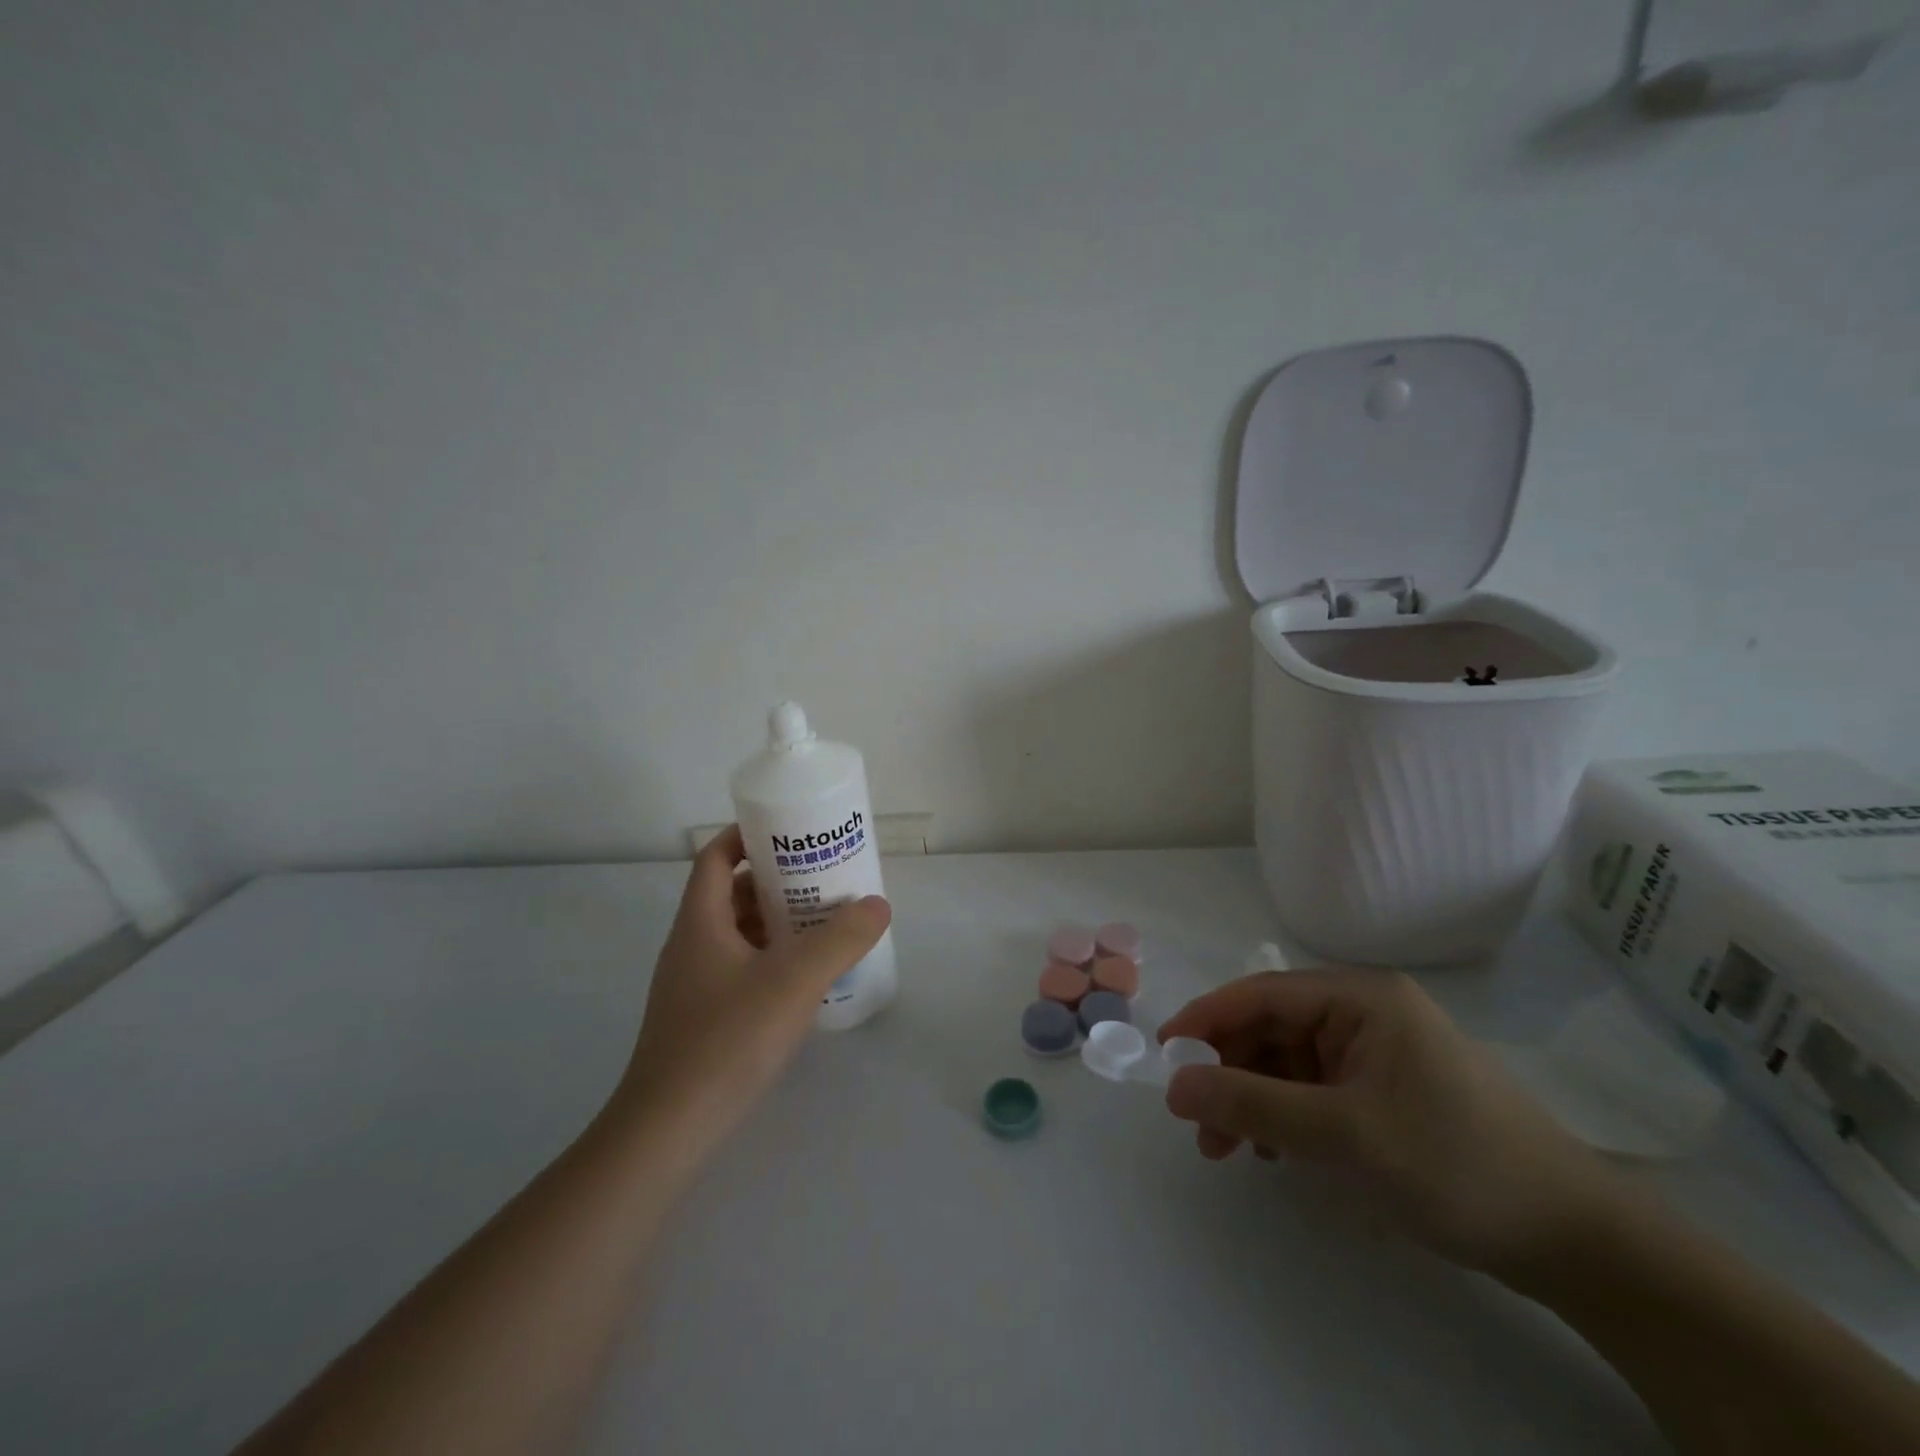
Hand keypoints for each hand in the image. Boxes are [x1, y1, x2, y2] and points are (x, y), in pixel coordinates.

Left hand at [611, 825, 890, 1165]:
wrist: (667, 1131)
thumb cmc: (727, 1040)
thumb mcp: (794, 981)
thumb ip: (841, 939)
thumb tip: (877, 904)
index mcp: (700, 922)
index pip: (715, 858)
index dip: (747, 836)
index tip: (790, 834)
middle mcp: (691, 946)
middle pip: (731, 894)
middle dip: (777, 882)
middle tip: (824, 880)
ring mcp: (693, 985)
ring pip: (737, 934)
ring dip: (776, 923)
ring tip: (823, 925)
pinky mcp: (702, 1019)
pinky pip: (740, 969)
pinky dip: (771, 960)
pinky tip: (803, 980)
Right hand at [1158, 969, 1614, 1273]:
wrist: (1576, 1241)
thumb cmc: (1455, 1165)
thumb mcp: (1343, 1134)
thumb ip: (1252, 1105)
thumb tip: (1173, 1086)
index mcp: (1360, 997)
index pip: (1261, 994)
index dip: (1206, 1020)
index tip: (1164, 1055)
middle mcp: (1365, 1012)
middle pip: (1272, 1028)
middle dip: (1228, 1071)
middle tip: (1195, 1121)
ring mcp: (1377, 1051)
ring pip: (1288, 1062)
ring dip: (1252, 1098)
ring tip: (1225, 1150)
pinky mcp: (1386, 1089)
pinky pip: (1315, 1088)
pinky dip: (1284, 1114)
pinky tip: (1271, 1150)